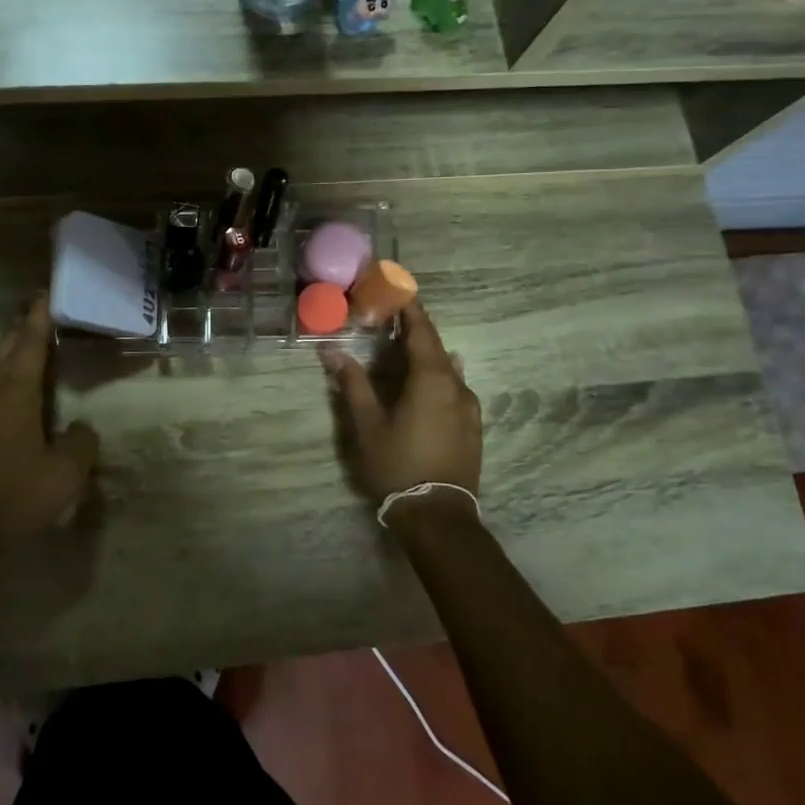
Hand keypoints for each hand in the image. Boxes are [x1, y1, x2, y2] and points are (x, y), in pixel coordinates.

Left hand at [0, 295, 98, 548]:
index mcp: (19, 395)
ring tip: (15, 326)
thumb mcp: (66, 475)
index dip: (41, 320)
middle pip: (10, 350)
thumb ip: (81, 443)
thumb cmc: (15, 499)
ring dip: (3, 344)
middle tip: (37, 307)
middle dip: (24, 327)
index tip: (46, 295)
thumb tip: (80, 428)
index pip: (32, 347)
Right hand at [322, 302, 481, 504]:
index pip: (421, 331)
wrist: (438, 515)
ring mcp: (469, 408)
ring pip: (447, 369)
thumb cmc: (397, 465)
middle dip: (414, 330)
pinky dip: (436, 377)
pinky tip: (423, 384)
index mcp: (432, 379)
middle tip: (389, 319)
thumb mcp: (367, 425)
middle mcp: (457, 386)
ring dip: (425, 355)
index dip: (409, 308)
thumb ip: (353, 384)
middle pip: (436, 347)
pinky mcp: (473, 426)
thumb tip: (332, 352)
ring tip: (401, 351)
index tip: (397, 289)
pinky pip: (454, 388)